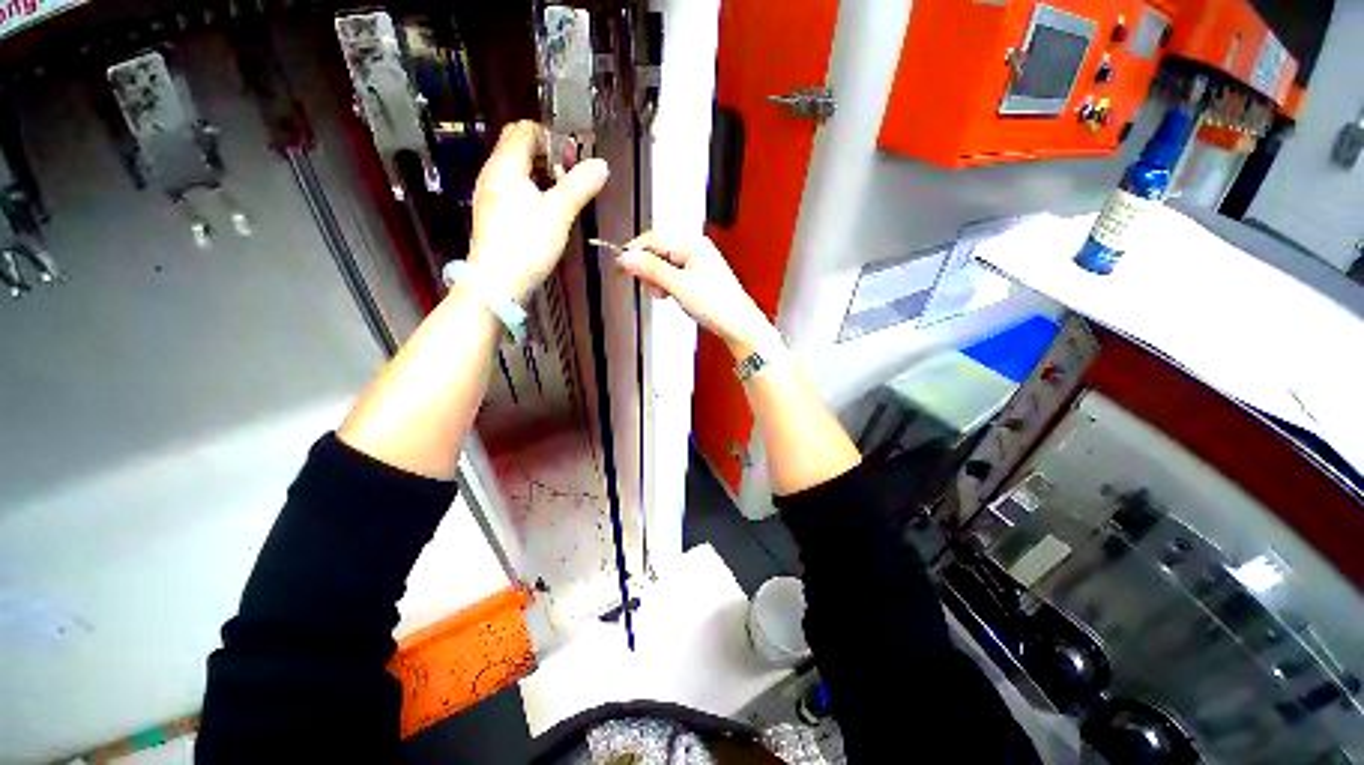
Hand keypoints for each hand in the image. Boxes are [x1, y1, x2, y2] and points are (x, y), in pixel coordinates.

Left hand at [468, 121, 609, 300]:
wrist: (497, 283)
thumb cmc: (526, 244)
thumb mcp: (558, 213)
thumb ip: (580, 186)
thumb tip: (601, 164)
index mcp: (505, 166)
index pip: (524, 130)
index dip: (551, 137)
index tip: (572, 160)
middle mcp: (493, 175)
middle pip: (519, 147)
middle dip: (548, 155)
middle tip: (570, 175)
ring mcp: (491, 196)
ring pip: (518, 170)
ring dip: (542, 174)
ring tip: (564, 194)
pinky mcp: (495, 215)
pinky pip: (515, 190)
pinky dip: (534, 191)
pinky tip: (548, 211)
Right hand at [615, 231, 779, 357]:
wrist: (738, 324)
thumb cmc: (718, 305)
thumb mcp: (679, 286)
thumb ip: (652, 269)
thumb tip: (627, 257)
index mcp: (692, 244)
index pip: (653, 238)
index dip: (635, 252)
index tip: (621, 267)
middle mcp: (695, 248)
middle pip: (658, 250)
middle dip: (648, 268)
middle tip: (649, 285)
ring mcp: (697, 262)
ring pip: (664, 263)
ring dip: (657, 278)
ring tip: (663, 294)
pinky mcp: (698, 276)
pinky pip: (673, 274)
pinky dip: (667, 284)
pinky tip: (670, 295)